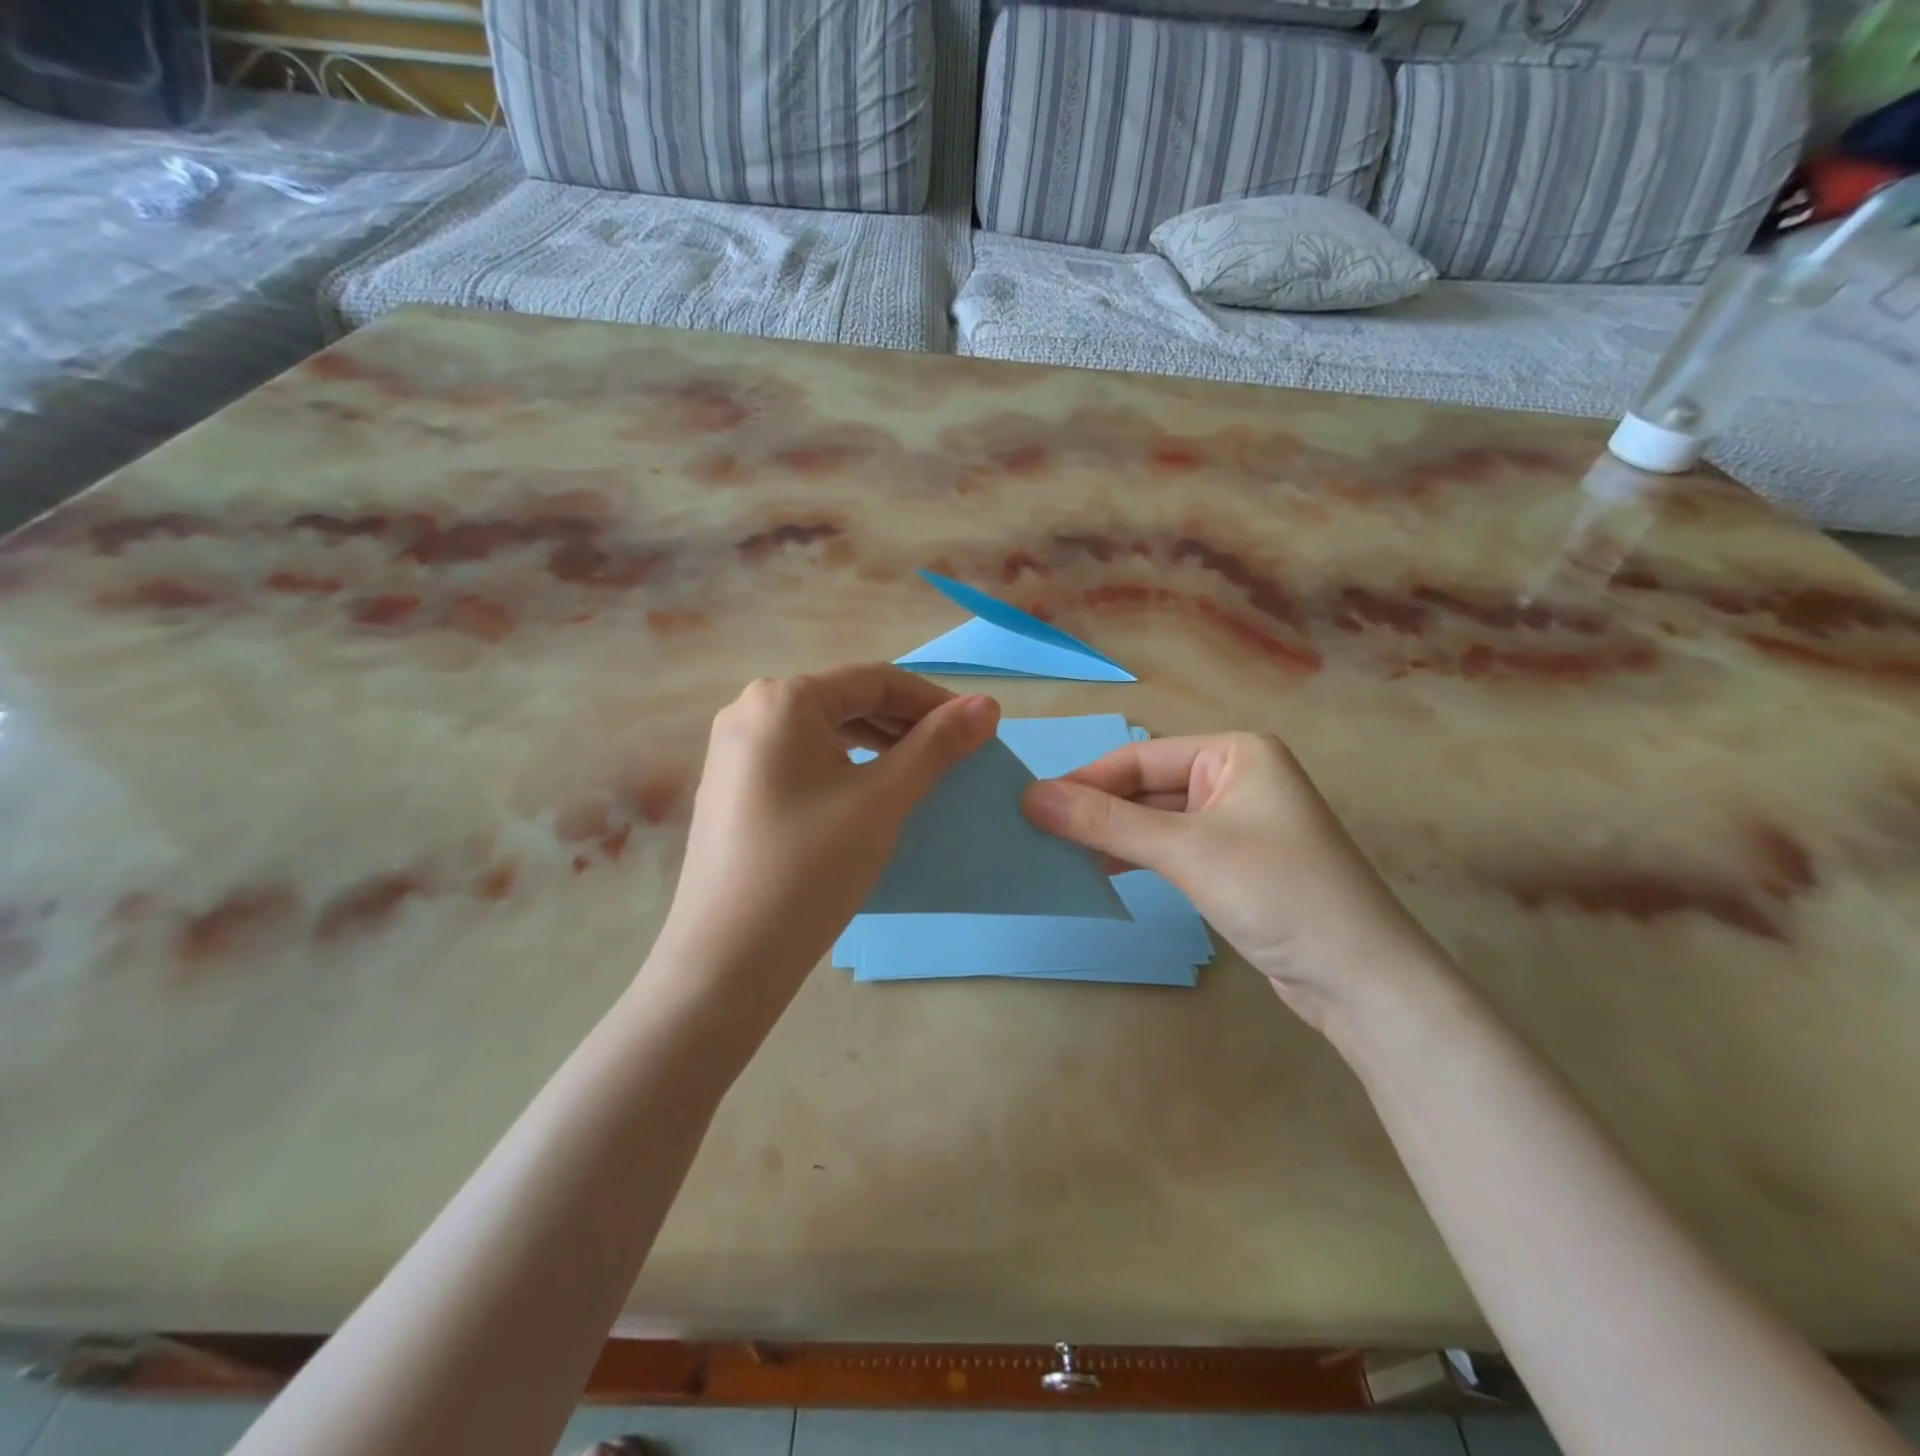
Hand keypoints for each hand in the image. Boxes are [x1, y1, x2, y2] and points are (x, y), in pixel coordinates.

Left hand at [653, 664, 999, 1003]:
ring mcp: (735, 751)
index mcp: (783, 698)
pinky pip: (802, 760)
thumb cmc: (810, 867)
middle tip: (954, 755)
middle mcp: (750, 710)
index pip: (876, 680)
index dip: (934, 700)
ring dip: (878, 746)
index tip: (978, 728)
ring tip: (920, 774)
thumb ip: (937, 746)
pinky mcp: (733, 788)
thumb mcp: (882, 800)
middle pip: (848, 702)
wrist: (727, 959)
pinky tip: (869, 796)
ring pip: (825, 732)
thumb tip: (987, 704)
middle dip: (906, 724)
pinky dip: (845, 768)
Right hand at [1022, 733, 1443, 1028]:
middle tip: (1037, 832)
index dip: (1085, 780)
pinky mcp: (1234, 863)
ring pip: (1156, 819)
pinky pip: (1172, 848)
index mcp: (1235, 752)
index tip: (1030, 804)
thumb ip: (1105, 823)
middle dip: (1097, 810)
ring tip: (1058, 853)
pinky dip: (1136, 857)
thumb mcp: (1185, 850)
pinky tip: (1101, 871)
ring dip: (1112, 836)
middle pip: (1146, 786)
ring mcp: (1236, 822)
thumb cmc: (1276, 891)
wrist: (1359, 979)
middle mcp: (1236, 777)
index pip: (1139, 757)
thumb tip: (1030, 797)